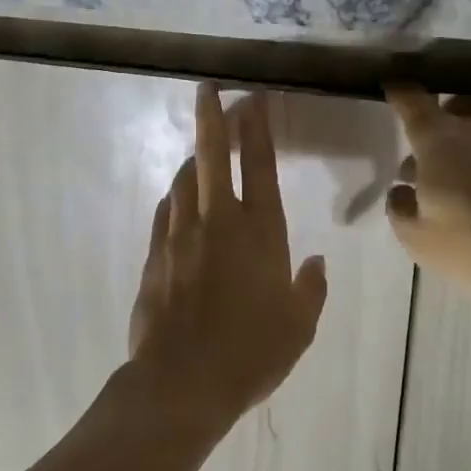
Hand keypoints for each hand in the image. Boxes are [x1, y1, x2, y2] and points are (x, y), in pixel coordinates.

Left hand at [127, 84, 328, 431]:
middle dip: (211, 117)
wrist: (181, 382)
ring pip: (184, 180)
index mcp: (260, 233)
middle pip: (212, 156)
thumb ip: (311, 289)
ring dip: (193, 158)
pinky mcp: (154, 255)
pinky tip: (177, 197)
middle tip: (207, 88)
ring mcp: (180, 235)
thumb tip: (317, 262)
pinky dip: (174, 197)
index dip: (256, 128)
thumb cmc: (251, 354)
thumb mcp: (299, 327)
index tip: (252, 98)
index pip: (258, 165)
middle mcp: (218, 222)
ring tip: (200, 149)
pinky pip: (165, 212)